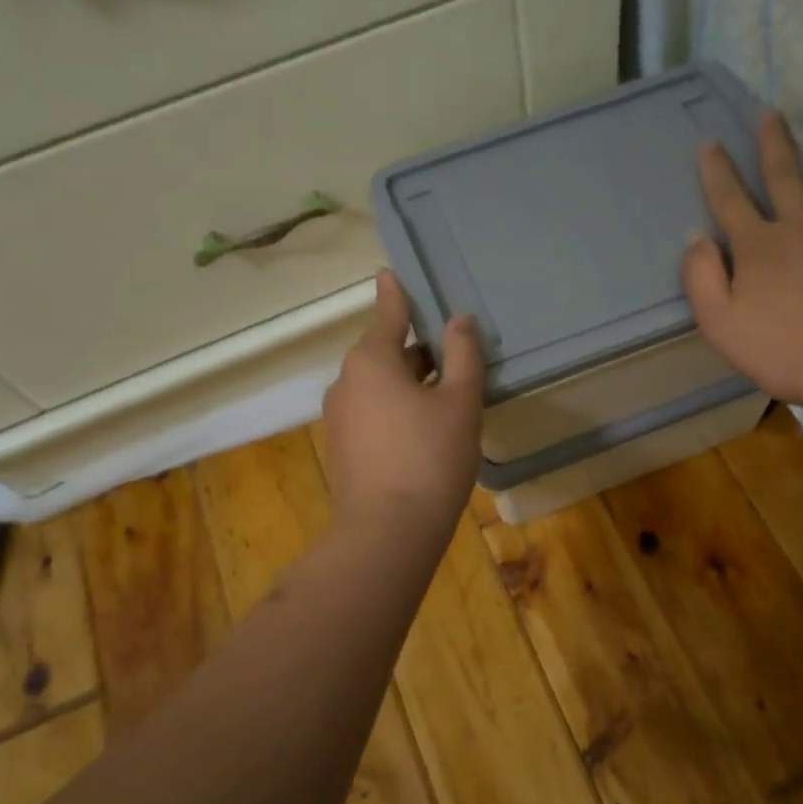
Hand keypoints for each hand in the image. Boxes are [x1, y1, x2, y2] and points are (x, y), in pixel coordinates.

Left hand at [321, 269, 483, 537]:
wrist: (387, 531)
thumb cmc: (430, 456)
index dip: (397, 294)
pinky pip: (371, 413)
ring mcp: (339, 417)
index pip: (389, 314)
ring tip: (445, 396)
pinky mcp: (341, 447)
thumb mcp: (460, 402)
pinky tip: (423, 431)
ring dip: (408, 383)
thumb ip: (463, 355)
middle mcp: (346, 381)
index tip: (391, 272)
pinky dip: (395, 409)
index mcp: (371, 360)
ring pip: (379, 385)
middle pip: (385, 352)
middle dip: (417, 350)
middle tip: (453, 355)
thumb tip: (459, 320)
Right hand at [681, 111, 802, 426]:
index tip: (709, 143)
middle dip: (771, 141)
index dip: (716, 170)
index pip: (729, 198)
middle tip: (768, 113)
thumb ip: (700, 278)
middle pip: (784, 172)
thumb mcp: (720, 324)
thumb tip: (695, 238)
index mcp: (758, 244)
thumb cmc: (784, 350)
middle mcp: (800, 224)